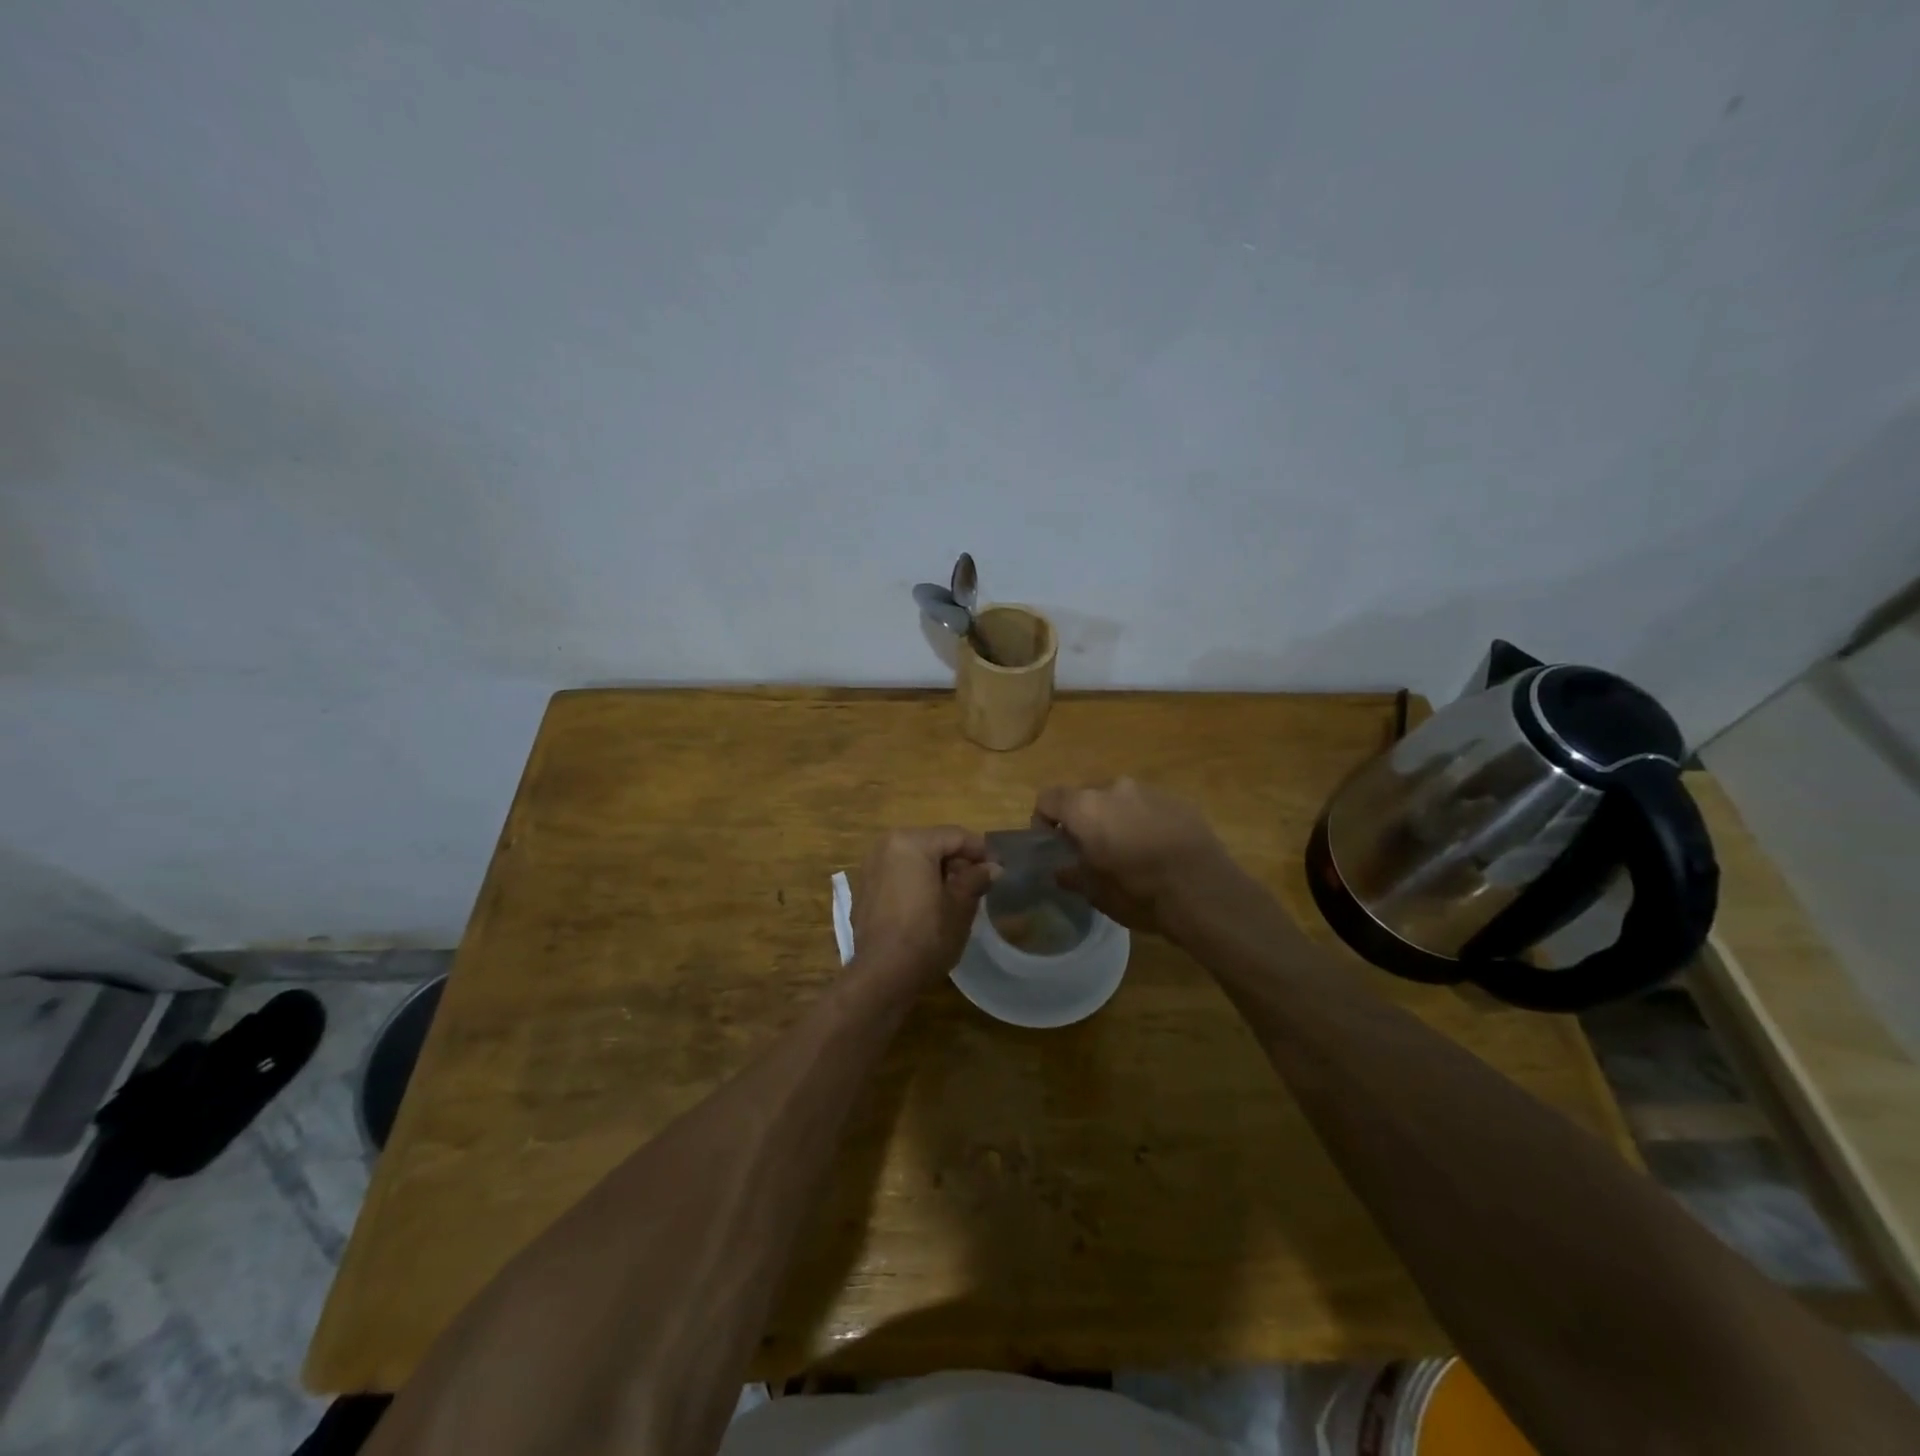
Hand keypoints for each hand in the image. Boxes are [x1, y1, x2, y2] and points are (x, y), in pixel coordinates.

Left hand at [851, 827, 996, 983]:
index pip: (955, 836)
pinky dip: (916, 881)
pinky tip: (931, 904)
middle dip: (958, 860)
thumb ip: (976, 879)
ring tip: (958, 894)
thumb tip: (993, 867)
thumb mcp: (960, 907)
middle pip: (933, 844)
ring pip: (914, 858)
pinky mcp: (864, 888)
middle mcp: (886, 846)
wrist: (882, 976)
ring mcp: (871, 867)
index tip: (999, 868)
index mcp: (911, 842)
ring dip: (937, 871)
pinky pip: (898, 874)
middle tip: (980, 883)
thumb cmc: (926, 936)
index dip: (981, 851)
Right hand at [1034, 779, 1236, 937]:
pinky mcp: (1178, 800)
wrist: (1204, 892)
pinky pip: (1148, 806)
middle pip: (1085, 796)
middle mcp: (1115, 788)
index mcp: (1086, 807)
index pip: (1048, 798)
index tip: (1053, 843)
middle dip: (1082, 819)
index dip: (1043, 819)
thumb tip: (1062, 870)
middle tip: (1090, 850)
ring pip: (1119, 799)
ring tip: (1127, 850)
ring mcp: (1149, 790)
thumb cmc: (1138, 893)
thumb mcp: (1095, 893)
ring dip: (1115, 818)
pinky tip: (1157, 850)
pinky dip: (1144, 821)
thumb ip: (1072, 874)